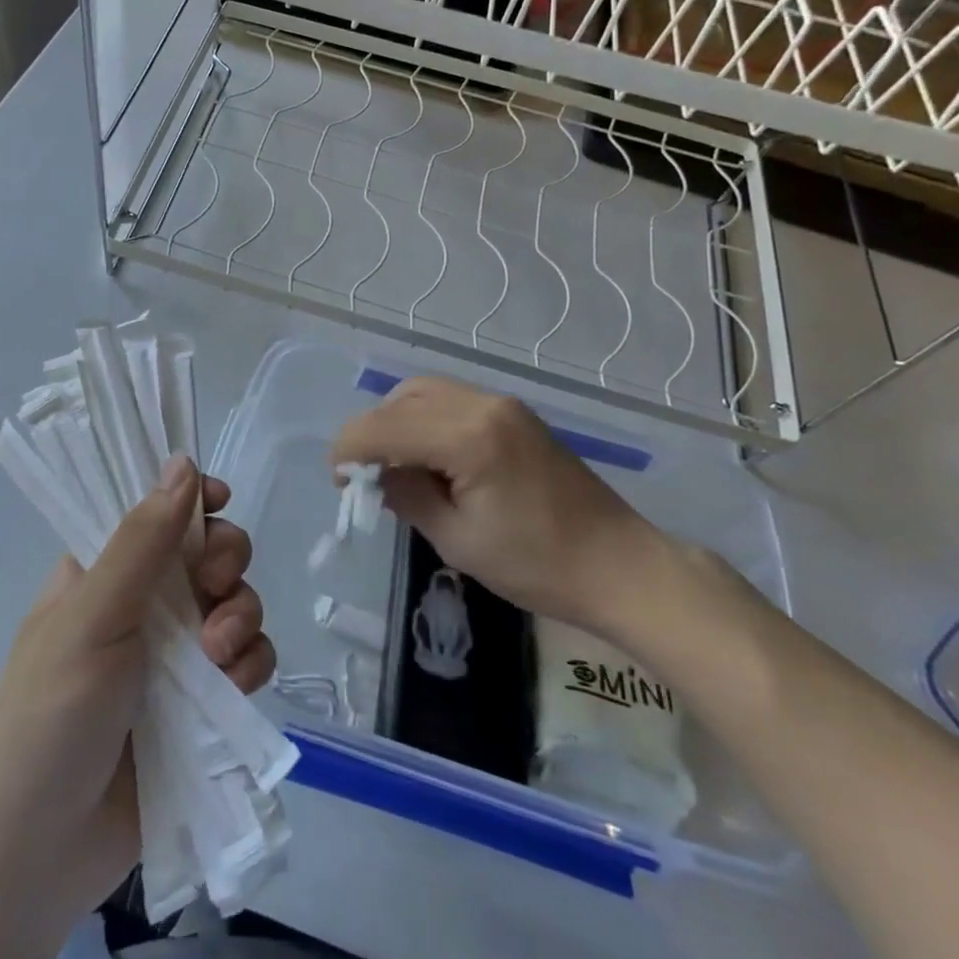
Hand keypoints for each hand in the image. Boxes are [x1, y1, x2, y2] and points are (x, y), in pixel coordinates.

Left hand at [0, 457, 272, 958]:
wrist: (38, 855)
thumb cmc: (48, 718)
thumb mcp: (91, 618)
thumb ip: (143, 542)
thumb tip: (184, 462)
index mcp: (105, 570)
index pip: (159, 509)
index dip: (195, 499)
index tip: (220, 502)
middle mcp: (145, 603)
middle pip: (210, 551)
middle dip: (225, 561)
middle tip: (213, 587)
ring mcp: (177, 655)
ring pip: (236, 602)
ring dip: (241, 616)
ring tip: (218, 655)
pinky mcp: (204, 704)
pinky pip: (249, 659)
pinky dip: (249, 665)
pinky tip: (232, 688)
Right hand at [331, 375, 665, 632]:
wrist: (620, 565)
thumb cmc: (538, 565)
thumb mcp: (458, 540)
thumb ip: (407, 497)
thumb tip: (375, 475)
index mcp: (467, 436)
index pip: (384, 426)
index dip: (349, 449)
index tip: (338, 482)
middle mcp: (483, 404)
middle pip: (402, 398)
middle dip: (372, 432)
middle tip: (364, 477)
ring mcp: (502, 404)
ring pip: (425, 392)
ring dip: (398, 421)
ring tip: (395, 467)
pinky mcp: (515, 414)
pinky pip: (453, 401)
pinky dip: (426, 420)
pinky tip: (429, 458)